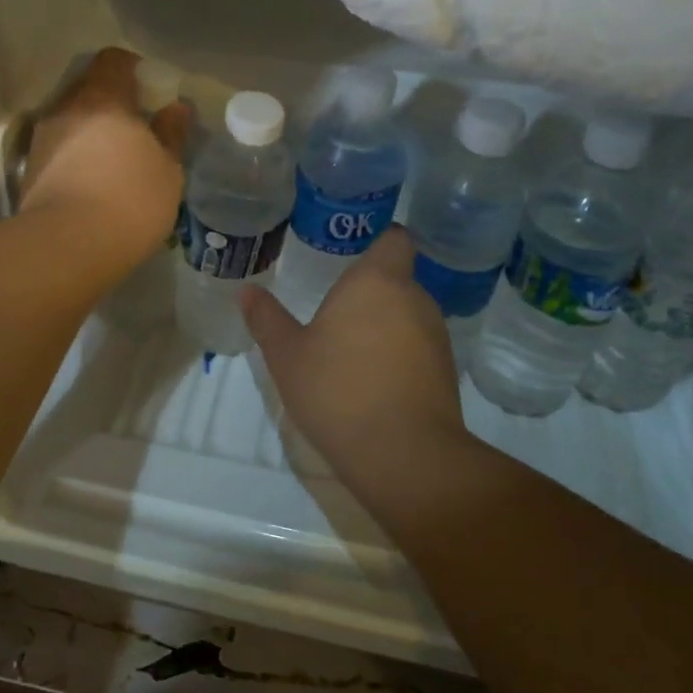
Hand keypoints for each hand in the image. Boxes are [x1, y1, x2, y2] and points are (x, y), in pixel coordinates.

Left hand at [21, 47, 187, 269]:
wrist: (67, 246)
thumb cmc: (131, 199)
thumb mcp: (168, 169)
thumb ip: (171, 133)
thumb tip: (176, 108)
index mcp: (103, 97)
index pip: (114, 60)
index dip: (134, 70)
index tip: (151, 94)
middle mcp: (66, 108)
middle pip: (89, 89)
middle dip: (112, 104)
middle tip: (136, 131)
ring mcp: (42, 138)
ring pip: (71, 121)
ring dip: (91, 133)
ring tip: (113, 163)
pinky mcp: (29, 170)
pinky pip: (58, 150)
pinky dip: (75, 158)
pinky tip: (91, 184)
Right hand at [241, 227, 469, 508]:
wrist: (404, 455)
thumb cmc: (338, 390)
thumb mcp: (287, 355)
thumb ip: (266, 319)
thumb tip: (246, 291)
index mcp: (377, 280)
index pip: (393, 237)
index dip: (377, 238)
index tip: (350, 251)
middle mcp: (414, 298)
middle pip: (395, 279)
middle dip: (368, 291)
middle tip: (332, 310)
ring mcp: (437, 335)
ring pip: (406, 315)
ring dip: (382, 325)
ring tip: (348, 351)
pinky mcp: (445, 371)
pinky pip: (417, 347)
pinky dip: (397, 355)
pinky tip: (371, 382)